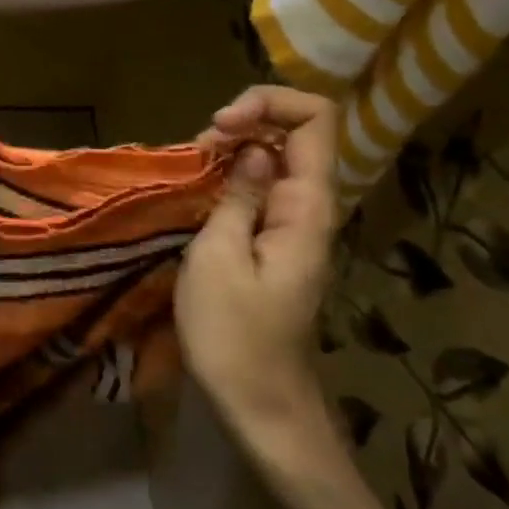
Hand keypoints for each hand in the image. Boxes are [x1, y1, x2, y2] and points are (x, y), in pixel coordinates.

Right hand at [177, 87, 341, 449]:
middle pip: (295, 133)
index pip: (317, 119)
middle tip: (197, 150)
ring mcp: (294, 226)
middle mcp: (310, 208)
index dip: (269, 103)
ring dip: (232, 151)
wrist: (261, 405)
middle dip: (244, 123)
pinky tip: (199, 192)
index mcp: (307, 206)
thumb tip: (252, 150)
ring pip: (274, 160)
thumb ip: (238, 195)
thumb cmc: (234, 335)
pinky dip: (230, 178)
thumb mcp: (218, 257)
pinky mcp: (276, 244)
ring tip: (192, 168)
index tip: (220, 127)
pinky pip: (261, 190)